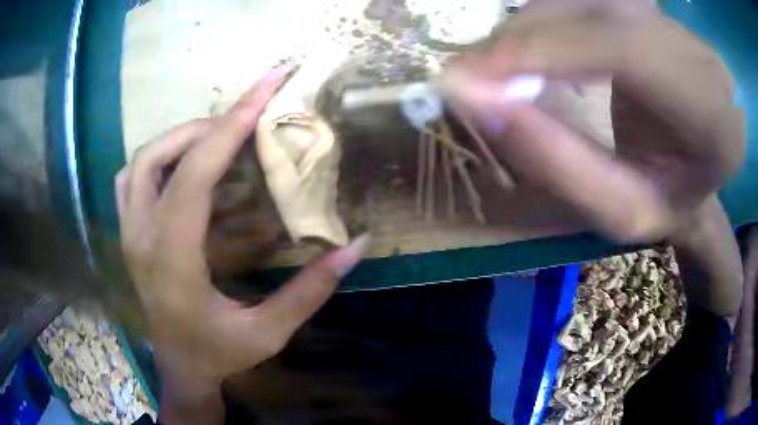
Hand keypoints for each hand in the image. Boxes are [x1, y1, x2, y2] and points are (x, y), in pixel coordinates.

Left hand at [116, 66, 368, 422]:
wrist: (179, 366)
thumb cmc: (219, 354)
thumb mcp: (268, 333)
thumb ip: (310, 291)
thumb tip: (356, 246)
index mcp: (172, 261)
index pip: (194, 175)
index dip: (230, 126)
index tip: (266, 88)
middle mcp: (141, 238)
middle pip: (157, 156)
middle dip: (206, 126)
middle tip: (247, 121)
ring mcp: (129, 234)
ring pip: (140, 162)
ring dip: (180, 139)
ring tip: (220, 139)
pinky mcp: (129, 233)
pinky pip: (132, 178)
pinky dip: (161, 158)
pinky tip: (188, 167)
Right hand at [448, 0, 743, 241]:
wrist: (699, 171)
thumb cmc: (667, 204)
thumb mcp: (619, 212)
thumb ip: (557, 161)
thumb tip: (476, 98)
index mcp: (710, 115)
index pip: (625, 50)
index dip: (543, 49)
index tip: (467, 77)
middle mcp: (697, 54)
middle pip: (597, 12)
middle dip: (524, 38)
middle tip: (471, 76)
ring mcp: (673, 22)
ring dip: (529, 28)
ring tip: (500, 70)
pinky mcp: (649, 9)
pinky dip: (544, 20)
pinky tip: (533, 51)